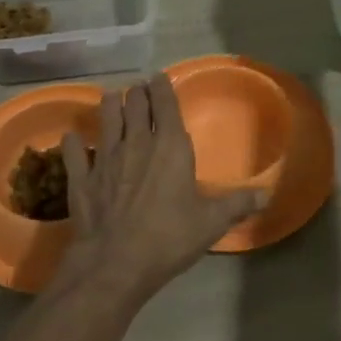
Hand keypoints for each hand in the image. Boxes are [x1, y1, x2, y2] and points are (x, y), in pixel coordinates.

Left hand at [49, 75, 265, 303]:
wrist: (115, 263)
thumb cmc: (169, 237)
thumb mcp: (211, 222)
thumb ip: (238, 204)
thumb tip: (268, 194)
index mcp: (170, 146)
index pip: (165, 104)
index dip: (162, 87)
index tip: (159, 77)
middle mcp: (136, 142)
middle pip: (134, 104)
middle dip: (136, 94)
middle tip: (138, 90)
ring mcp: (104, 158)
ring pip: (105, 119)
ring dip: (108, 106)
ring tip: (110, 98)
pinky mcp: (81, 178)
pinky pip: (73, 152)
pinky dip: (73, 143)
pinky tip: (72, 138)